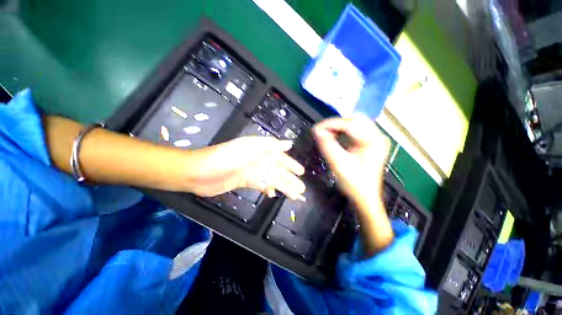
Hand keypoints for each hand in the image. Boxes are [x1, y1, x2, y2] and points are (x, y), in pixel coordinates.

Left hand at [184, 136, 305, 199]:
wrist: (200, 172)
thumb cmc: (226, 157)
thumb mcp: (250, 147)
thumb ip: (270, 145)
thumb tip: (289, 144)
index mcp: (261, 150)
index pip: (281, 157)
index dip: (291, 165)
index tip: (302, 172)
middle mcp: (258, 160)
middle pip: (278, 171)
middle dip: (290, 179)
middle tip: (302, 189)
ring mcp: (252, 171)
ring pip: (272, 180)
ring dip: (283, 187)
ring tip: (294, 196)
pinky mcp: (245, 181)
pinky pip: (261, 185)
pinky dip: (268, 190)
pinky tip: (273, 195)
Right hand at [314, 116, 392, 255]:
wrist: (364, 196)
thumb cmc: (354, 183)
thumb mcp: (338, 164)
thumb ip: (327, 145)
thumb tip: (316, 130)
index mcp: (374, 141)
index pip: (351, 124)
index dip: (331, 124)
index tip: (316, 128)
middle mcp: (378, 136)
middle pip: (354, 121)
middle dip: (335, 124)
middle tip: (320, 131)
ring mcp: (375, 139)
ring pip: (354, 124)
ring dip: (338, 127)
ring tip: (325, 133)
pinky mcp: (369, 143)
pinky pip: (355, 130)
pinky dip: (342, 131)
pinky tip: (334, 136)